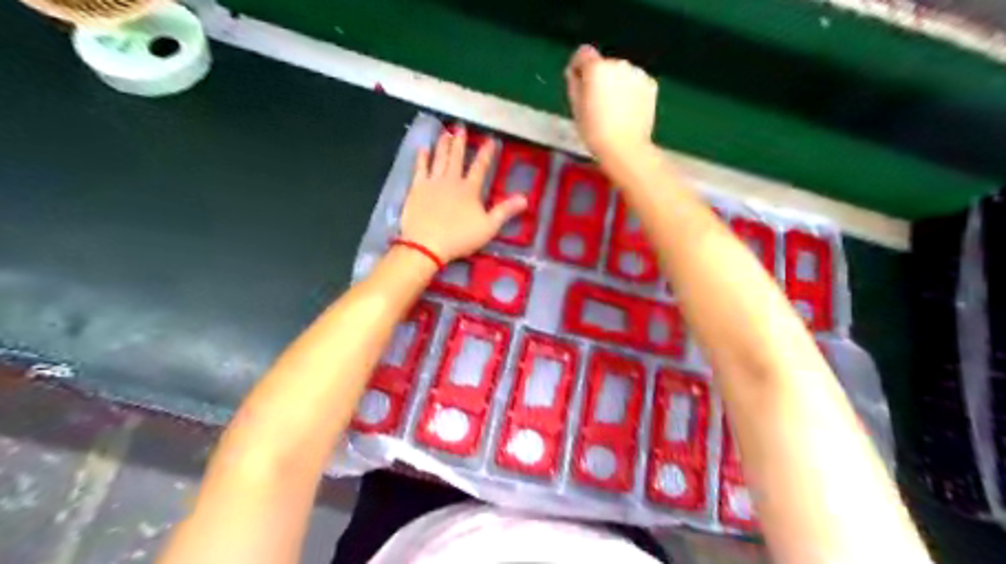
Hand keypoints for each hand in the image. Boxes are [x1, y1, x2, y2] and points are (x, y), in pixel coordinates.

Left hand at [400, 125, 529, 260]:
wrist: (426, 243)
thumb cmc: (459, 237)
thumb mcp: (488, 227)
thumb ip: (505, 211)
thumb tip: (525, 198)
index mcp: (470, 190)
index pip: (480, 167)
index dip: (486, 153)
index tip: (490, 140)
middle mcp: (452, 181)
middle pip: (457, 158)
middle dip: (460, 142)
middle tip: (461, 127)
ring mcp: (433, 183)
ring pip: (439, 159)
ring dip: (443, 145)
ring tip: (445, 133)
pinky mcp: (417, 188)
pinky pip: (420, 168)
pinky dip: (422, 158)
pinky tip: (423, 148)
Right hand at [564, 45, 660, 161]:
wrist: (625, 148)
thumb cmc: (595, 131)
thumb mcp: (576, 108)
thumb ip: (574, 84)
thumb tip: (575, 72)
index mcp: (596, 68)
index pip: (583, 53)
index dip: (578, 67)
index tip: (578, 83)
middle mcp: (618, 63)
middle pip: (604, 64)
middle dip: (600, 78)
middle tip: (597, 104)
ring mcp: (637, 73)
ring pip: (621, 73)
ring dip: (616, 84)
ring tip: (614, 110)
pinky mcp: (651, 84)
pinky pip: (635, 83)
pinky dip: (631, 91)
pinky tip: (628, 111)